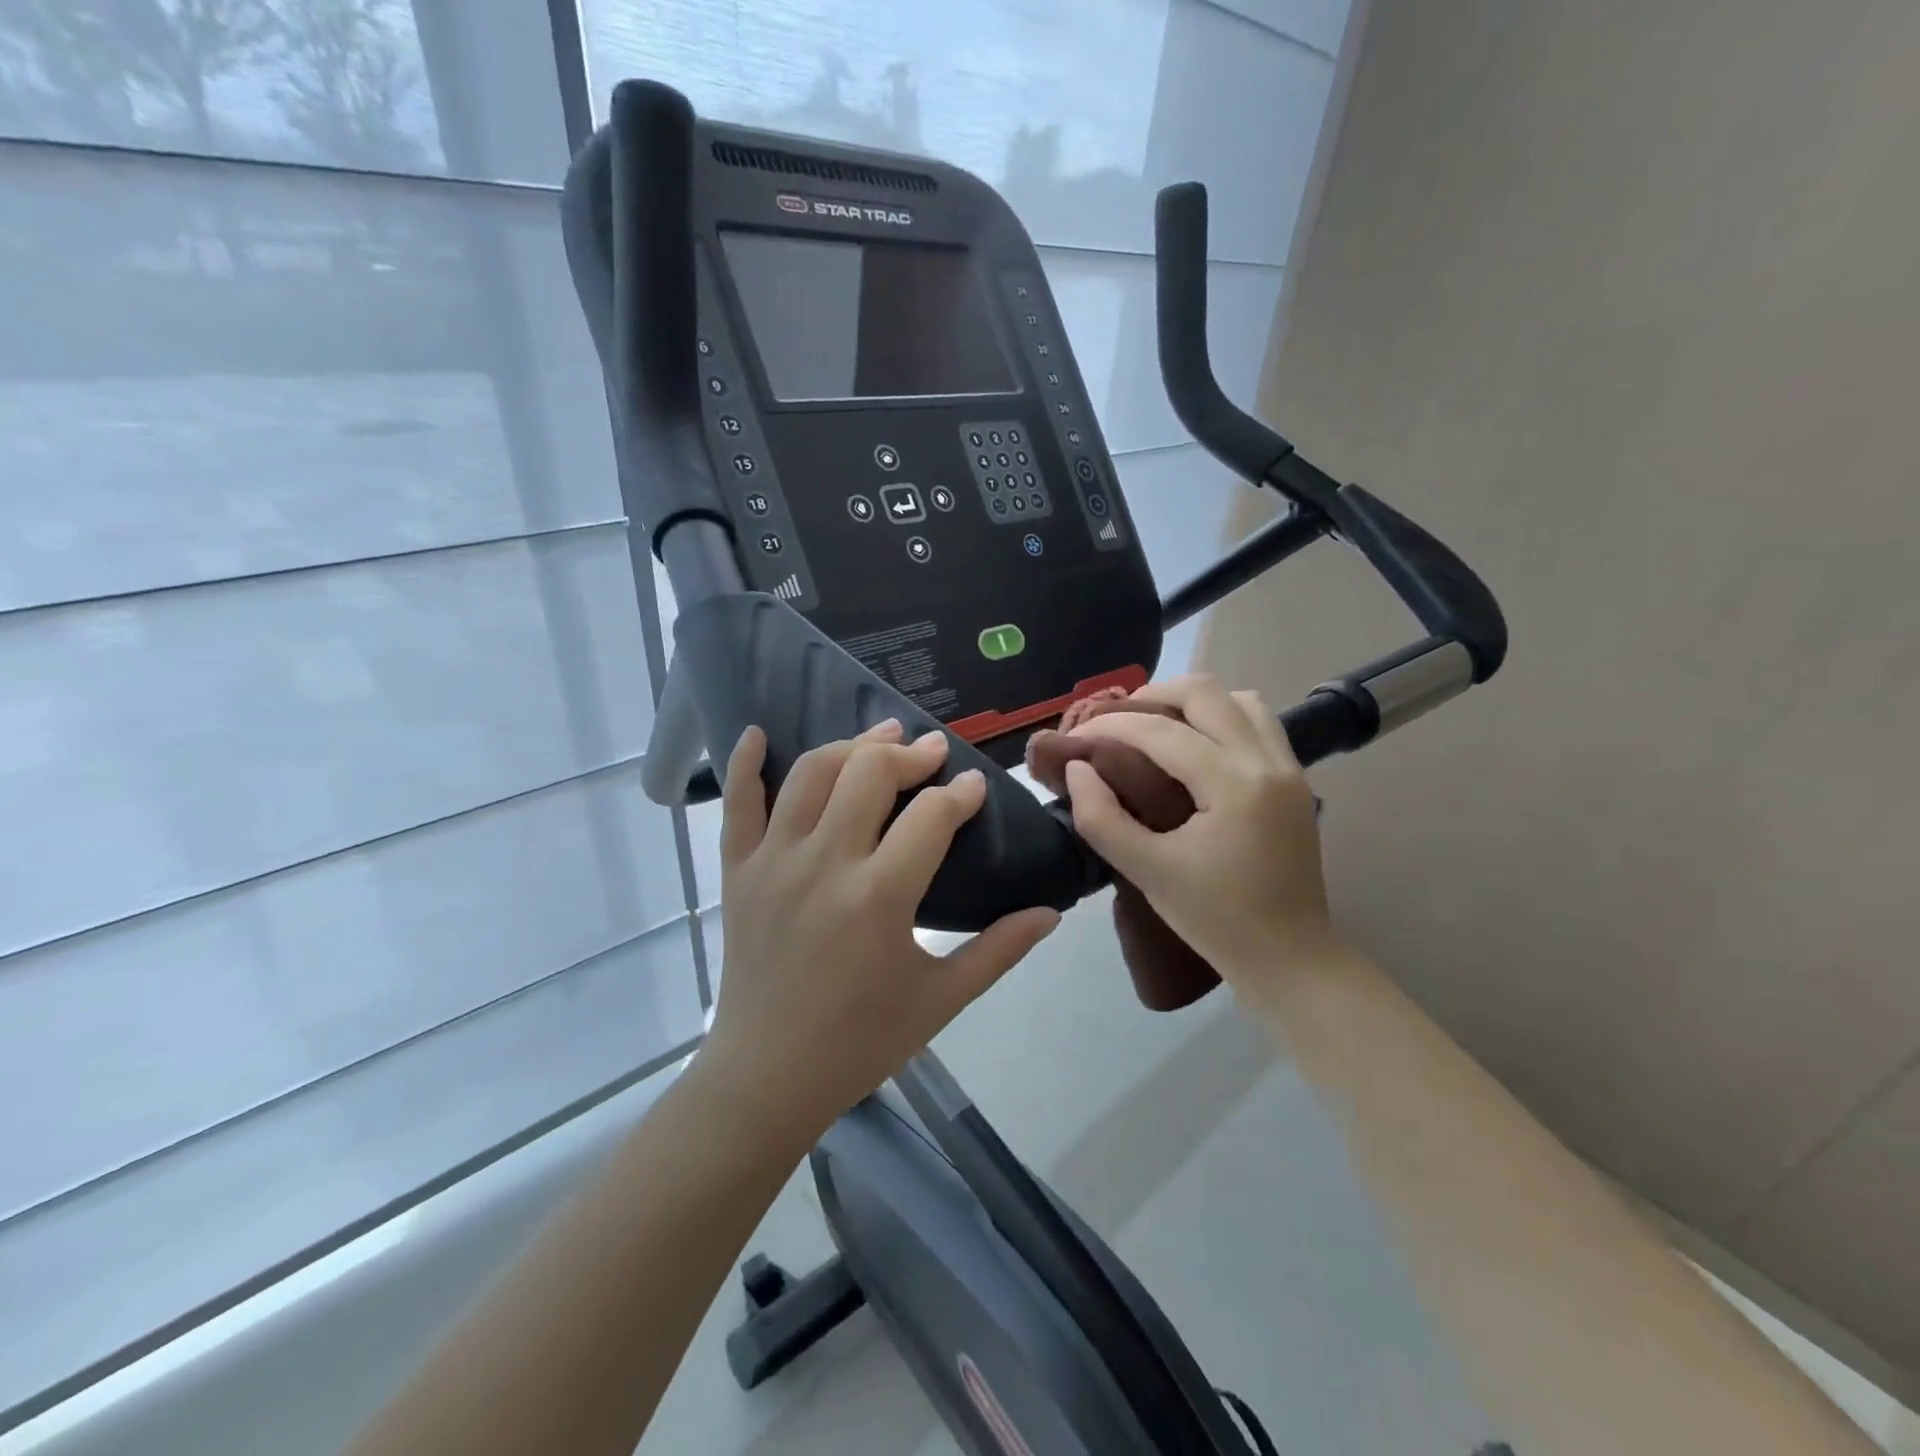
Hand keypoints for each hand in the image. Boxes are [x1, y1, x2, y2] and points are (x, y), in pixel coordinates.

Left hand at [698, 721, 1059, 1148]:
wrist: (766, 1078)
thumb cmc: (860, 1042)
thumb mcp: (941, 1000)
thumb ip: (999, 950)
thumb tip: (1051, 912)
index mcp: (880, 898)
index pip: (932, 816)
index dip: (960, 794)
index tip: (976, 788)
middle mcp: (825, 864)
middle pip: (870, 773)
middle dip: (909, 753)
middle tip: (932, 752)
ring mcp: (774, 862)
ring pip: (812, 774)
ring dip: (851, 746)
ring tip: (879, 737)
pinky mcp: (738, 871)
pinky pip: (737, 804)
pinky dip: (745, 764)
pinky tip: (758, 732)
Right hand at [1062, 676, 1341, 1001]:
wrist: (1290, 957)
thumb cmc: (1215, 920)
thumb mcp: (1148, 872)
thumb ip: (1102, 818)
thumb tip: (1077, 769)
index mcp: (1233, 785)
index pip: (1162, 732)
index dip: (1112, 726)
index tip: (1078, 736)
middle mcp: (1267, 762)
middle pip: (1206, 692)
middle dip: (1153, 695)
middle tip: (1115, 719)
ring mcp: (1288, 767)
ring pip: (1239, 699)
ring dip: (1192, 700)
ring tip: (1155, 724)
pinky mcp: (1295, 779)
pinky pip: (1257, 722)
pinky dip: (1221, 716)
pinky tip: (1195, 744)